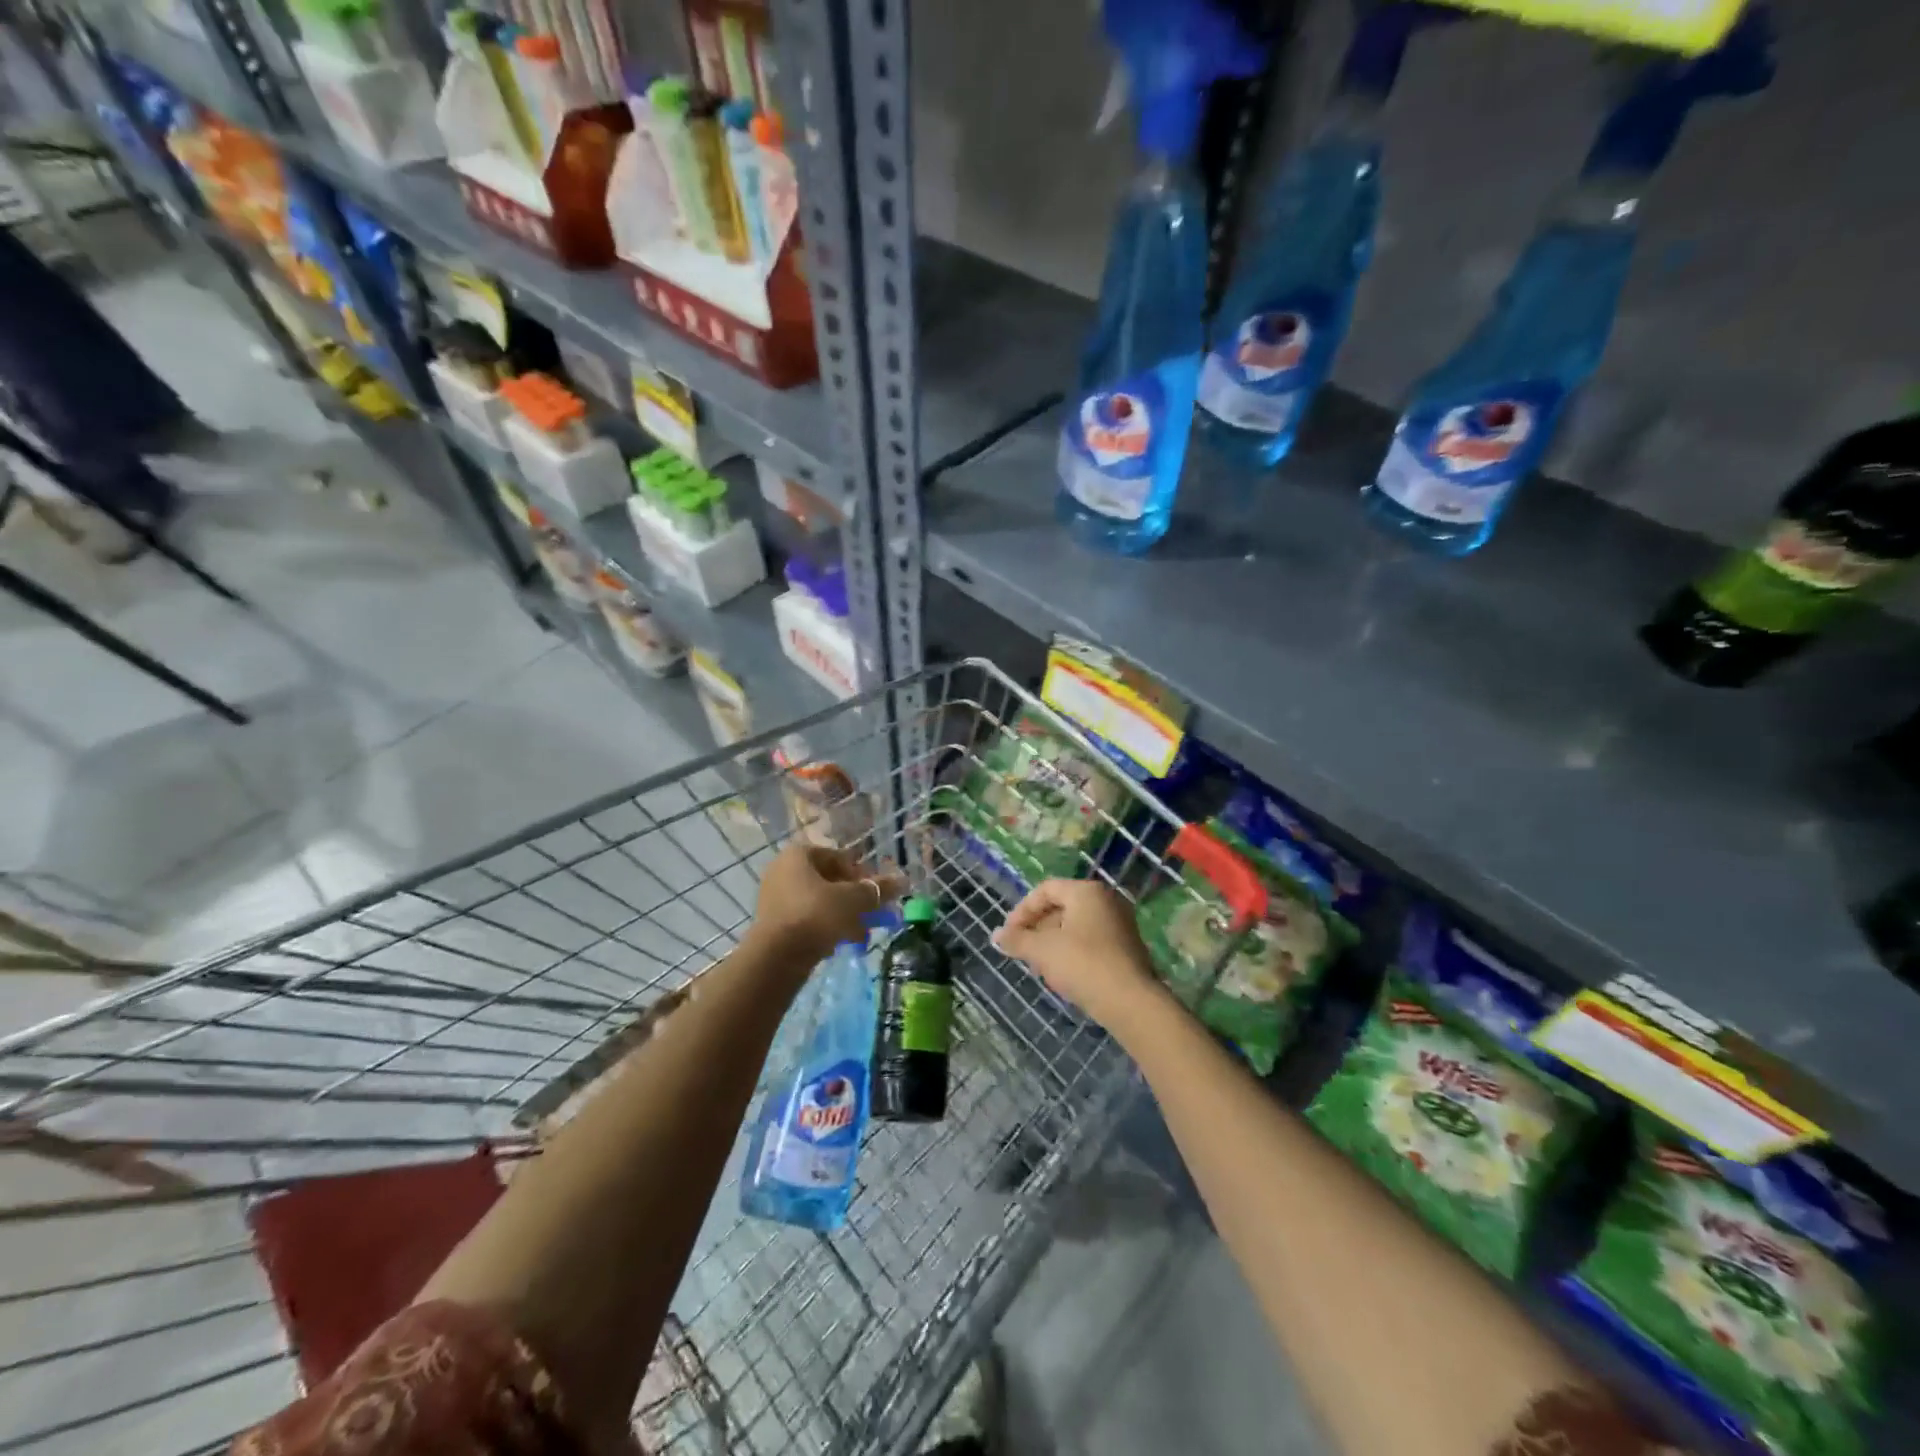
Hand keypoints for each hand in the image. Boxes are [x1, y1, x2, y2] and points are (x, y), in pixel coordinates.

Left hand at [749, 843, 903, 965]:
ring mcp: (775, 897)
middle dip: (854, 898)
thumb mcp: (854, 900)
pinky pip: (807, 918)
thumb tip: (901, 881)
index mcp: (798, 855)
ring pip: (819, 902)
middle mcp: (782, 870)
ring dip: (843, 915)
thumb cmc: (817, 914)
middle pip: (829, 880)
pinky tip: (843, 943)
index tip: (875, 893)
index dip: (861, 874)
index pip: (838, 857)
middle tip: (873, 914)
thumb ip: (877, 889)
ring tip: (862, 934)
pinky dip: (826, 927)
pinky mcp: (773, 923)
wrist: (777, 956)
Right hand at [992, 879, 1162, 1030]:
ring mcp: (1120, 924)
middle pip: (1061, 907)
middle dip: (1037, 929)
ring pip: (1075, 926)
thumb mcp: (1042, 950)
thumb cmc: (1083, 964)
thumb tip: (995, 935)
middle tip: (1022, 951)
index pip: (1046, 890)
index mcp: (1086, 891)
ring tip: (1039, 966)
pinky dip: (1072, 952)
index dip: (1022, 910)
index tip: (1009, 935)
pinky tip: (1063, 975)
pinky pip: (1091, 941)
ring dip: (1052, 942)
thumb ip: (1016, 939)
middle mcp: (1106, 900)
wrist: (1131, 1002)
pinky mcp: (1126, 947)